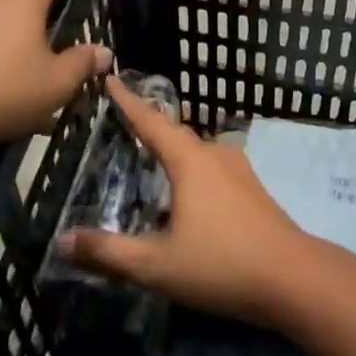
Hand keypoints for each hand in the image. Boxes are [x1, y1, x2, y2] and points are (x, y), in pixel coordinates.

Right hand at [56, 76, 316, 325]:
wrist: (292, 278)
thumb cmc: (221, 264)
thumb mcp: (156, 264)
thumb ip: (108, 252)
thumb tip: (62, 241)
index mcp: (189, 161)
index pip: (151, 122)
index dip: (128, 102)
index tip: (112, 78)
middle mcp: (214, 155)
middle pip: (176, 136)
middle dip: (152, 131)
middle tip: (127, 131)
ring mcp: (239, 170)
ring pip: (199, 154)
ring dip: (176, 157)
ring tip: (155, 171)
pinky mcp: (253, 190)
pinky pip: (215, 170)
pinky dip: (195, 175)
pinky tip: (189, 203)